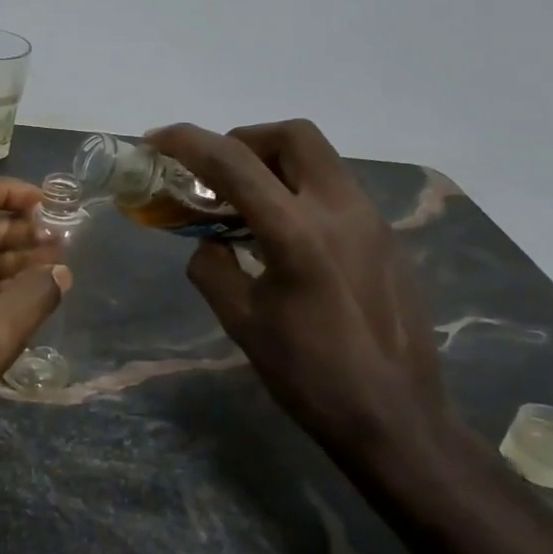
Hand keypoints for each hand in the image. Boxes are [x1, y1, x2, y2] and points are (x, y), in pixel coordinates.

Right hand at [148, 121, 449, 457]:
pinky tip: (285, 238)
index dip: (189, 142)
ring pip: (321, 160)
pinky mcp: (388, 240)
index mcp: (297, 233)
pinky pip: (337, 192)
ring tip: (246, 205)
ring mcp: (372, 222)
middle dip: (246, 140)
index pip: (234, 163)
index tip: (158, 139)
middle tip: (217, 172)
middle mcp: (341, 211)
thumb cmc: (309, 375)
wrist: (395, 417)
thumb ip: (212, 269)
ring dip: (276, 165)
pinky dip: (301, 192)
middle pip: (294, 136)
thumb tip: (210, 244)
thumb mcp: (242, 322)